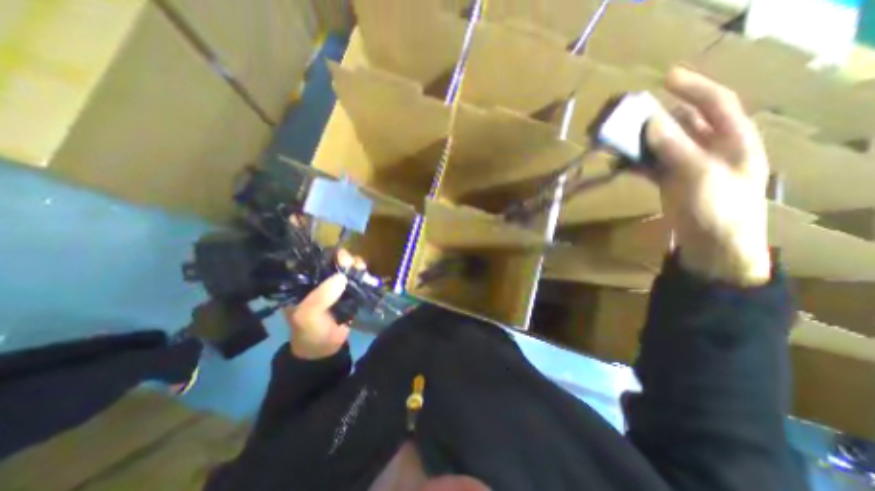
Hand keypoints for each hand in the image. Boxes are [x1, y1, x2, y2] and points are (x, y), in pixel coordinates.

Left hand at [287, 251, 364, 358]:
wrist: (325, 349)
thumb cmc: (310, 332)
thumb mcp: (307, 317)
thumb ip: (320, 298)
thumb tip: (342, 277)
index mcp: (304, 281)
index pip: (314, 260)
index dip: (325, 255)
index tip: (337, 258)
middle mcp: (320, 279)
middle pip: (333, 260)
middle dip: (343, 258)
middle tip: (349, 264)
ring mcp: (336, 284)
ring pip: (348, 266)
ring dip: (355, 264)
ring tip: (359, 269)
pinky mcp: (350, 290)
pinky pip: (358, 276)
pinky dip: (363, 273)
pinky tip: (366, 275)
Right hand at [641, 66, 771, 285]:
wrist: (712, 245)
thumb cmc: (718, 209)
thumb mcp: (700, 175)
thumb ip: (675, 147)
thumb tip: (650, 121)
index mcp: (732, 139)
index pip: (714, 103)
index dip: (692, 88)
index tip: (664, 78)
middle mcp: (709, 148)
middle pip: (682, 123)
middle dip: (656, 117)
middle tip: (629, 113)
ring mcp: (686, 166)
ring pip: (661, 145)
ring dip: (640, 140)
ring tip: (617, 137)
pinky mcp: (668, 182)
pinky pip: (650, 165)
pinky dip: (635, 161)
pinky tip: (619, 161)